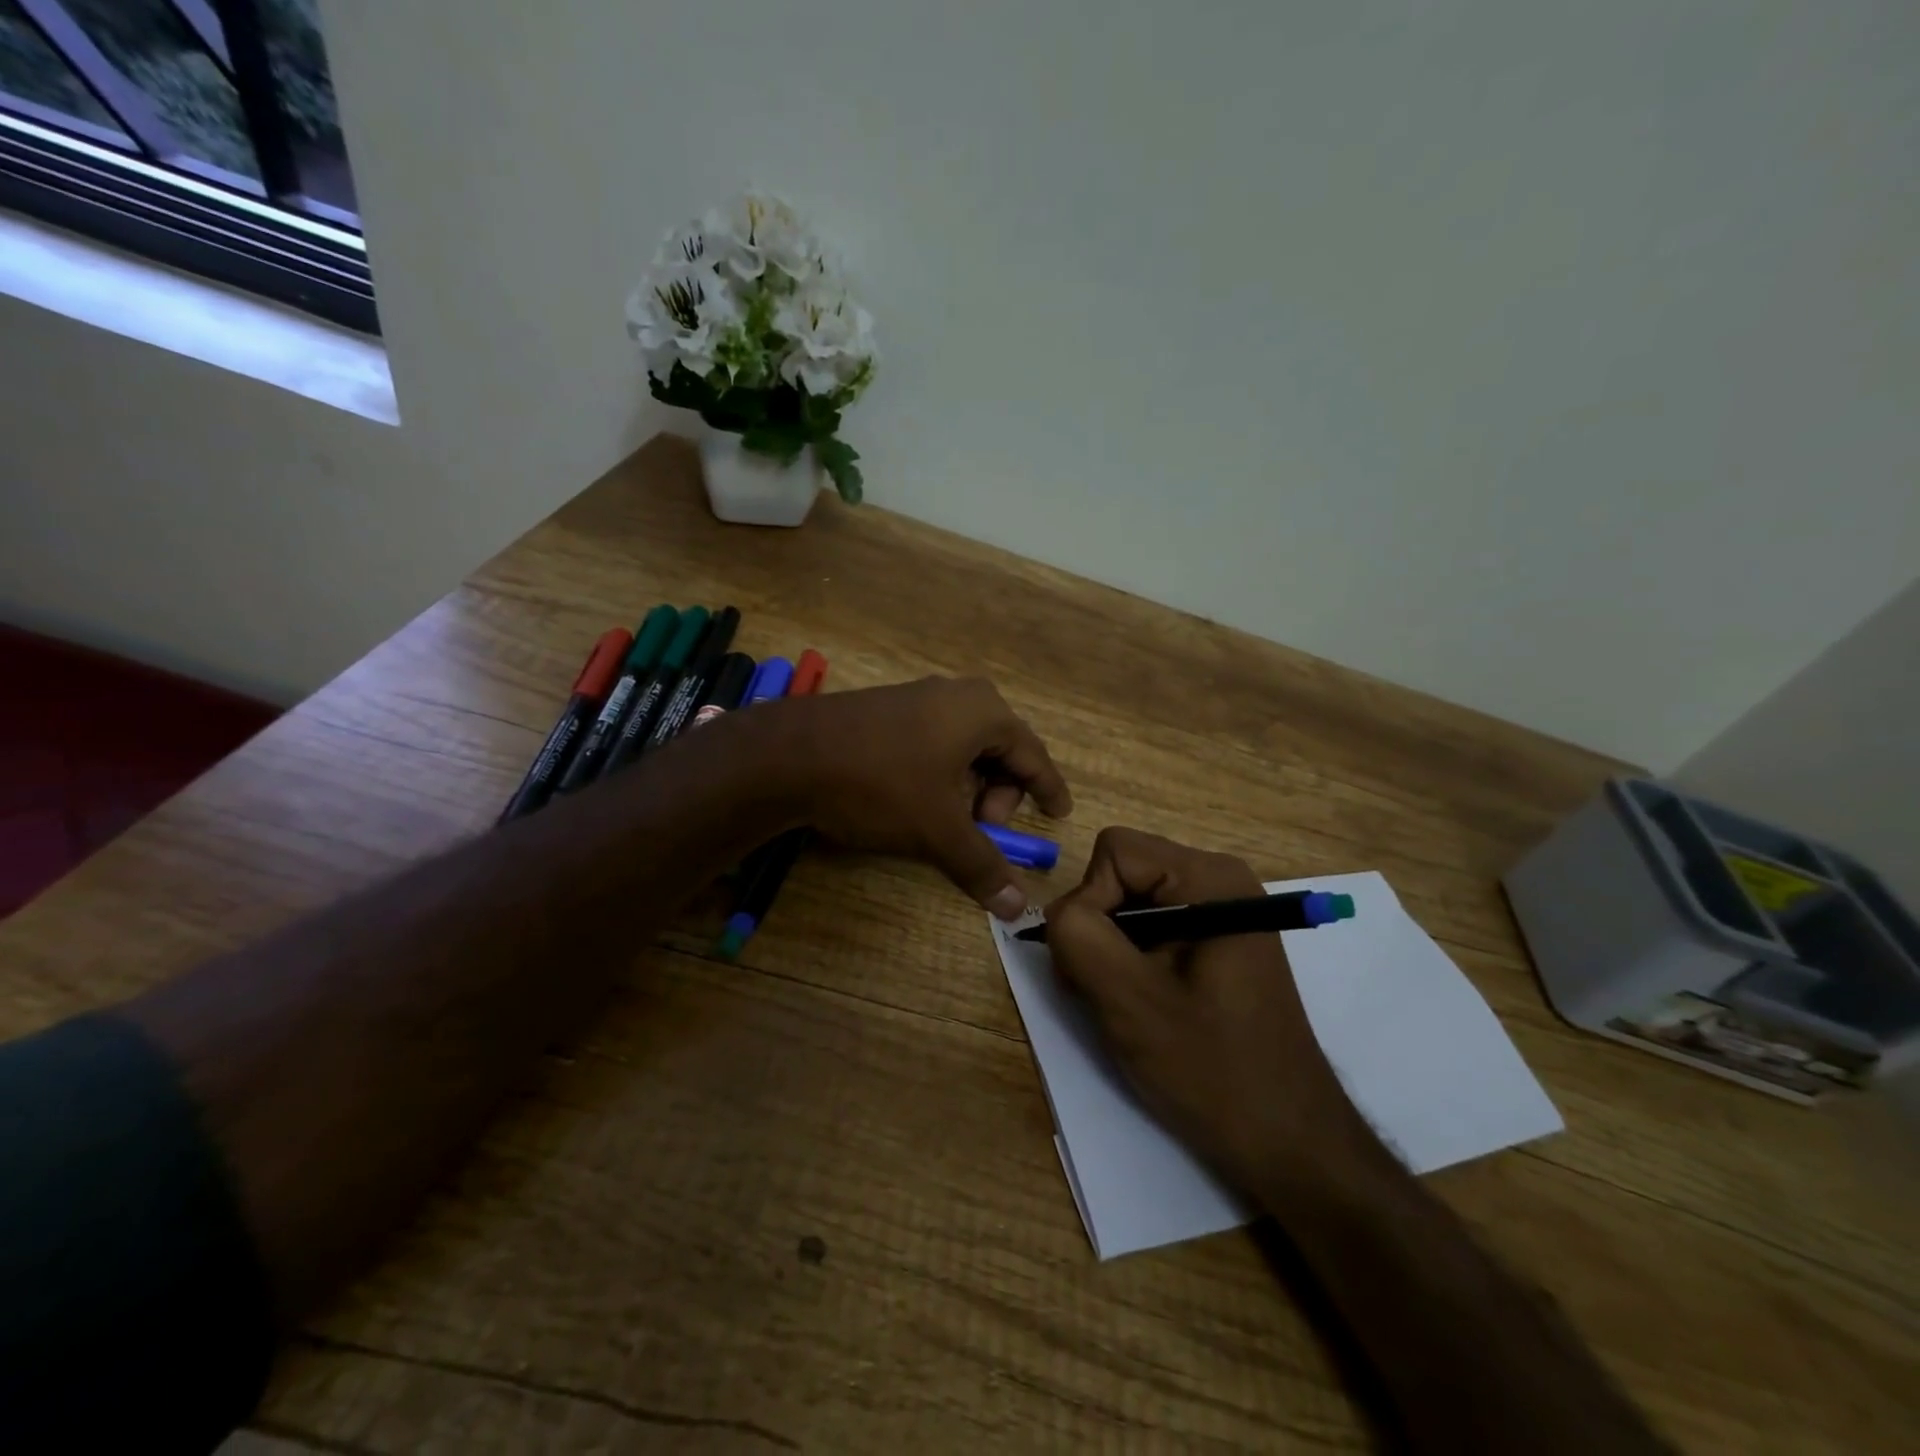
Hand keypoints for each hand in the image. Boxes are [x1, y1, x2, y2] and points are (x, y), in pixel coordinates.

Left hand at [768, 677, 1071, 917]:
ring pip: (964, 749)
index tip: (1058, 813)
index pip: (1032, 755)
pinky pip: (933, 742)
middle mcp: (957, 695)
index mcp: (983, 712)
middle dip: (999, 795)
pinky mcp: (887, 710)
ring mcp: (918, 698)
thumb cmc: (880, 784)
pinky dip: (940, 774)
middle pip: (999, 751)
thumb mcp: (936, 829)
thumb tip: (1018, 909)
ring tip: (947, 820)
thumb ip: (982, 866)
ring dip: (968, 788)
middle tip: (984, 830)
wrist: (789, 755)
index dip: (1047, 788)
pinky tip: (917, 799)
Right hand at [1044, 828, 1365, 1191]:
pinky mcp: (1219, 939)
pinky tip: (1144, 1002)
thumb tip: (1058, 912)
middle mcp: (1220, 880)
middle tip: (1100, 988)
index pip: (1115, 852)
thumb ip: (1079, 937)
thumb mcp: (1129, 1001)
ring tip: (1122, 1002)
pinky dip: (1133, 957)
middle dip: (1098, 924)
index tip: (1096, 963)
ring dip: (1112, 946)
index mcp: (1210, 879)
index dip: (1089, 900)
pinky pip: (1154, 924)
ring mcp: (1223, 910)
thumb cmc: (1212, 1068)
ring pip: (1132, 900)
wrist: (1287, 1139)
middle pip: (1123, 872)